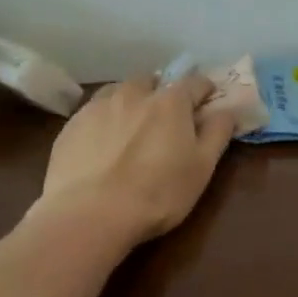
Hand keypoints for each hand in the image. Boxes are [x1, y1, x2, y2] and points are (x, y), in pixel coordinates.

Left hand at [35, 74, 239, 243]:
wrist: (89, 215)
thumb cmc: (158, 193)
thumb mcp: (202, 167)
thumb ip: (217, 133)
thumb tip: (227, 110)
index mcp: (170, 102)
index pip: (194, 82)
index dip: (204, 90)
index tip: (207, 101)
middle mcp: (133, 94)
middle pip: (152, 81)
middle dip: (161, 92)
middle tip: (165, 117)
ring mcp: (97, 107)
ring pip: (118, 91)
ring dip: (130, 100)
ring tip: (131, 125)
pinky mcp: (70, 126)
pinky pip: (93, 112)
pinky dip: (104, 119)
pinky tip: (102, 143)